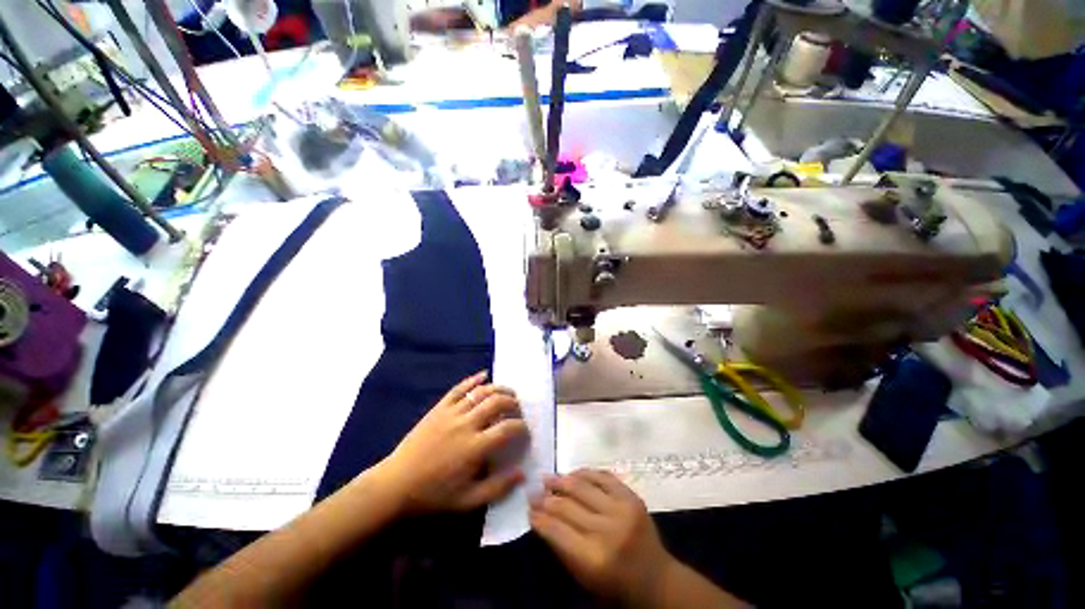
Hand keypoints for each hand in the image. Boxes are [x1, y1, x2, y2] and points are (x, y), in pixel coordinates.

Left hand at [379, 371, 528, 513]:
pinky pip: (459, 389)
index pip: (508, 428)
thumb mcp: (467, 501)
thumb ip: (497, 487)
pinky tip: (484, 375)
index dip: (522, 427)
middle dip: (513, 402)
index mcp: (475, 447)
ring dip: (499, 388)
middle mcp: (466, 424)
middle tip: (518, 409)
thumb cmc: (433, 496)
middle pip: (497, 402)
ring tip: (508, 392)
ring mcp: (451, 413)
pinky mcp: (439, 408)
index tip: (525, 431)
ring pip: (481, 392)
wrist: (395, 485)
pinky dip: (473, 380)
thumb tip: (522, 473)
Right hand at [530, 470, 673, 603]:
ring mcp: (622, 510)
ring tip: (547, 477)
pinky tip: (572, 473)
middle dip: (546, 498)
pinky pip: (603, 476)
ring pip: (582, 487)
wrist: (657, 579)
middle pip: (567, 506)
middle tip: (533, 491)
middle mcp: (607, 531)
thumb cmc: (616, 584)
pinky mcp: (632, 497)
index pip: (557, 530)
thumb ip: (561, 546)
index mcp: (594, 559)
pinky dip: (584, 473)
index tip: (528, 507)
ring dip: (561, 480)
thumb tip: (540, 516)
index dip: (539, 517)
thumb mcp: (584, 576)